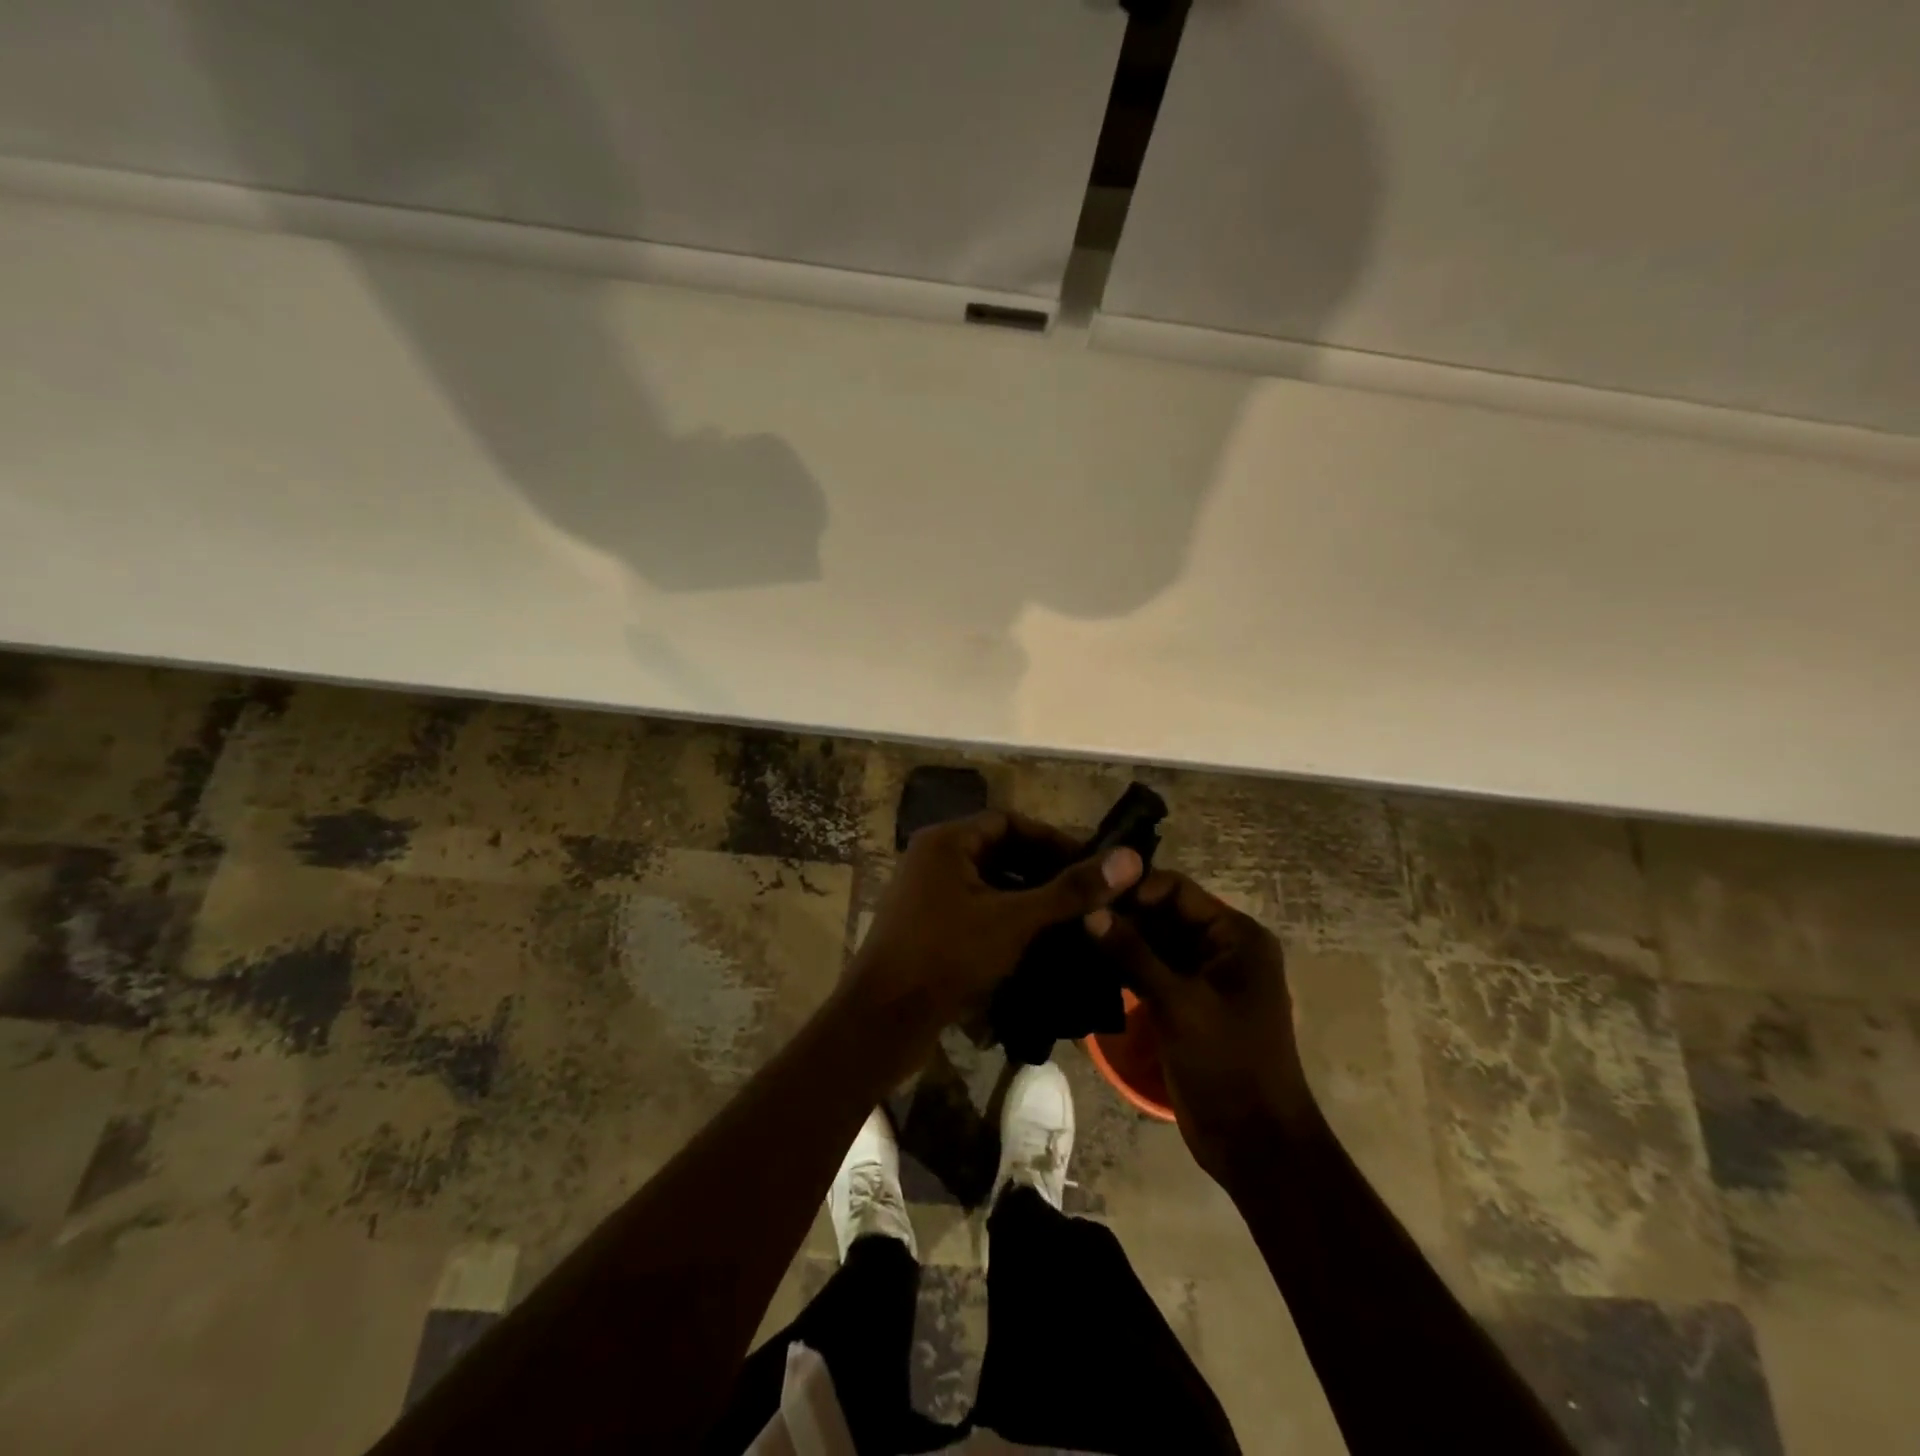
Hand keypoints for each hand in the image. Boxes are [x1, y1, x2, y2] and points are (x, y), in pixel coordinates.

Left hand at [840, 810, 1142, 1074]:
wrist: (883, 1019)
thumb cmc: (947, 955)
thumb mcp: (1014, 919)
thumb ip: (1070, 890)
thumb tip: (1129, 859)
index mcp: (947, 841)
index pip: (1010, 822)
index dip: (1053, 839)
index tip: (1092, 864)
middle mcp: (933, 858)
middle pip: (1000, 851)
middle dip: (1044, 870)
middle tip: (1087, 894)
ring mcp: (927, 894)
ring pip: (989, 883)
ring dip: (1028, 897)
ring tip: (1071, 918)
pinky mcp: (927, 926)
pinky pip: (976, 909)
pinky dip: (1006, 918)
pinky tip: (1038, 942)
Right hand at [1092, 871, 1317, 1188]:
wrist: (1254, 1142)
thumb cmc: (1228, 1063)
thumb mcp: (1180, 1003)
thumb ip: (1134, 954)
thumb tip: (1089, 911)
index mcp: (1236, 936)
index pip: (1177, 891)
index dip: (1134, 890)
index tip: (1089, 897)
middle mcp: (1220, 948)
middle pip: (1163, 914)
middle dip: (1121, 914)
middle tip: (1070, 915)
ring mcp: (1201, 977)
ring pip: (1152, 943)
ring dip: (1117, 941)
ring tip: (1069, 936)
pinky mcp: (1183, 1004)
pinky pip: (1149, 971)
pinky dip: (1122, 967)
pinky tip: (1084, 964)